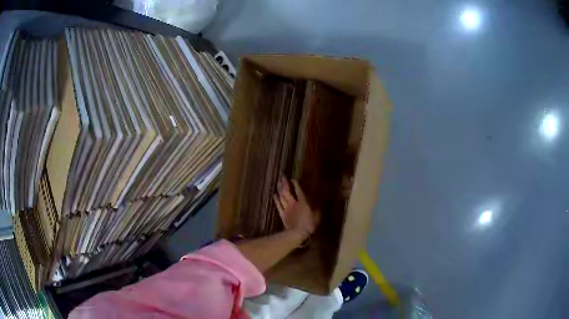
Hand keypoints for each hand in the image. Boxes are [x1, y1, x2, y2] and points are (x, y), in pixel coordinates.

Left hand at [273, 177, 319, 238]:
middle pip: (287, 192)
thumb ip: (316, 211)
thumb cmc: (309, 225)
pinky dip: (276, 200)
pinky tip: (274, 195)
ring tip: (277, 183)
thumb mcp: (316, 217)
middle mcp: (293, 203)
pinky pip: (278, 205)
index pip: (298, 191)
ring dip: (279, 190)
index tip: (292, 179)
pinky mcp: (282, 214)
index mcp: (303, 202)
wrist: (297, 233)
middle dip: (284, 184)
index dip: (295, 185)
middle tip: (281, 177)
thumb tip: (317, 207)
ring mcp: (286, 209)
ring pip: (281, 197)